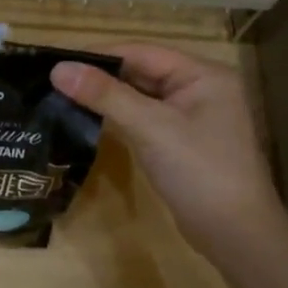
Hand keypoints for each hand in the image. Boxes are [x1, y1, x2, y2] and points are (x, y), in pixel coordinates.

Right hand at [51, 45, 283, 259]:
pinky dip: (118, 116)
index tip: (55, 61)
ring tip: (61, 96)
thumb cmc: (199, 171)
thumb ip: (105, 95)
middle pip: (141, 71)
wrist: (236, 235)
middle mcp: (200, 88)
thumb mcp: (150, 127)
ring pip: (140, 96)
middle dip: (100, 76)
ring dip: (106, 97)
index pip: (141, 51)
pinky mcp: (181, 141)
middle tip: (52, 80)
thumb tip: (58, 69)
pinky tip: (89, 119)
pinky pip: (144, 118)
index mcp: (202, 74)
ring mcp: (192, 116)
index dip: (97, 55)